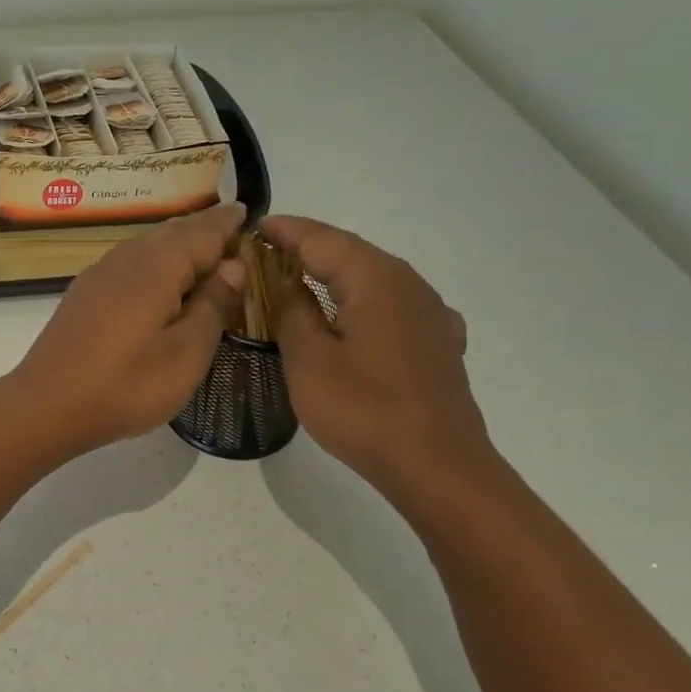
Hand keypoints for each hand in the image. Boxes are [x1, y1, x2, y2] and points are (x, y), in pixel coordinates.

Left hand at [11, 203, 245, 455]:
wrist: (47, 405)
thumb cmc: (126, 385)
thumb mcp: (186, 353)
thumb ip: (213, 305)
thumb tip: (233, 265)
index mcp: (158, 266)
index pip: (203, 231)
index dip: (227, 223)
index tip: (247, 211)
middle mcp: (127, 257)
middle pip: (173, 232)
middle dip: (204, 229)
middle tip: (232, 232)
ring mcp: (100, 274)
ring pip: (148, 245)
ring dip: (177, 244)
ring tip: (202, 254)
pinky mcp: (84, 293)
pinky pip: (129, 262)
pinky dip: (154, 262)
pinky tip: (159, 282)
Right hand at [260, 215, 492, 496]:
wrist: (437, 466)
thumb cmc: (363, 409)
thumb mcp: (308, 359)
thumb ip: (290, 311)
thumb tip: (280, 279)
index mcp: (376, 279)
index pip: (321, 239)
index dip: (285, 231)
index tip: (253, 225)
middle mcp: (408, 284)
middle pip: (350, 252)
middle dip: (307, 247)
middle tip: (266, 250)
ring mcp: (429, 313)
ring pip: (372, 277)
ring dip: (333, 272)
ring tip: (298, 276)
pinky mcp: (437, 342)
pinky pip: (390, 304)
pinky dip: (361, 299)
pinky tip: (355, 314)